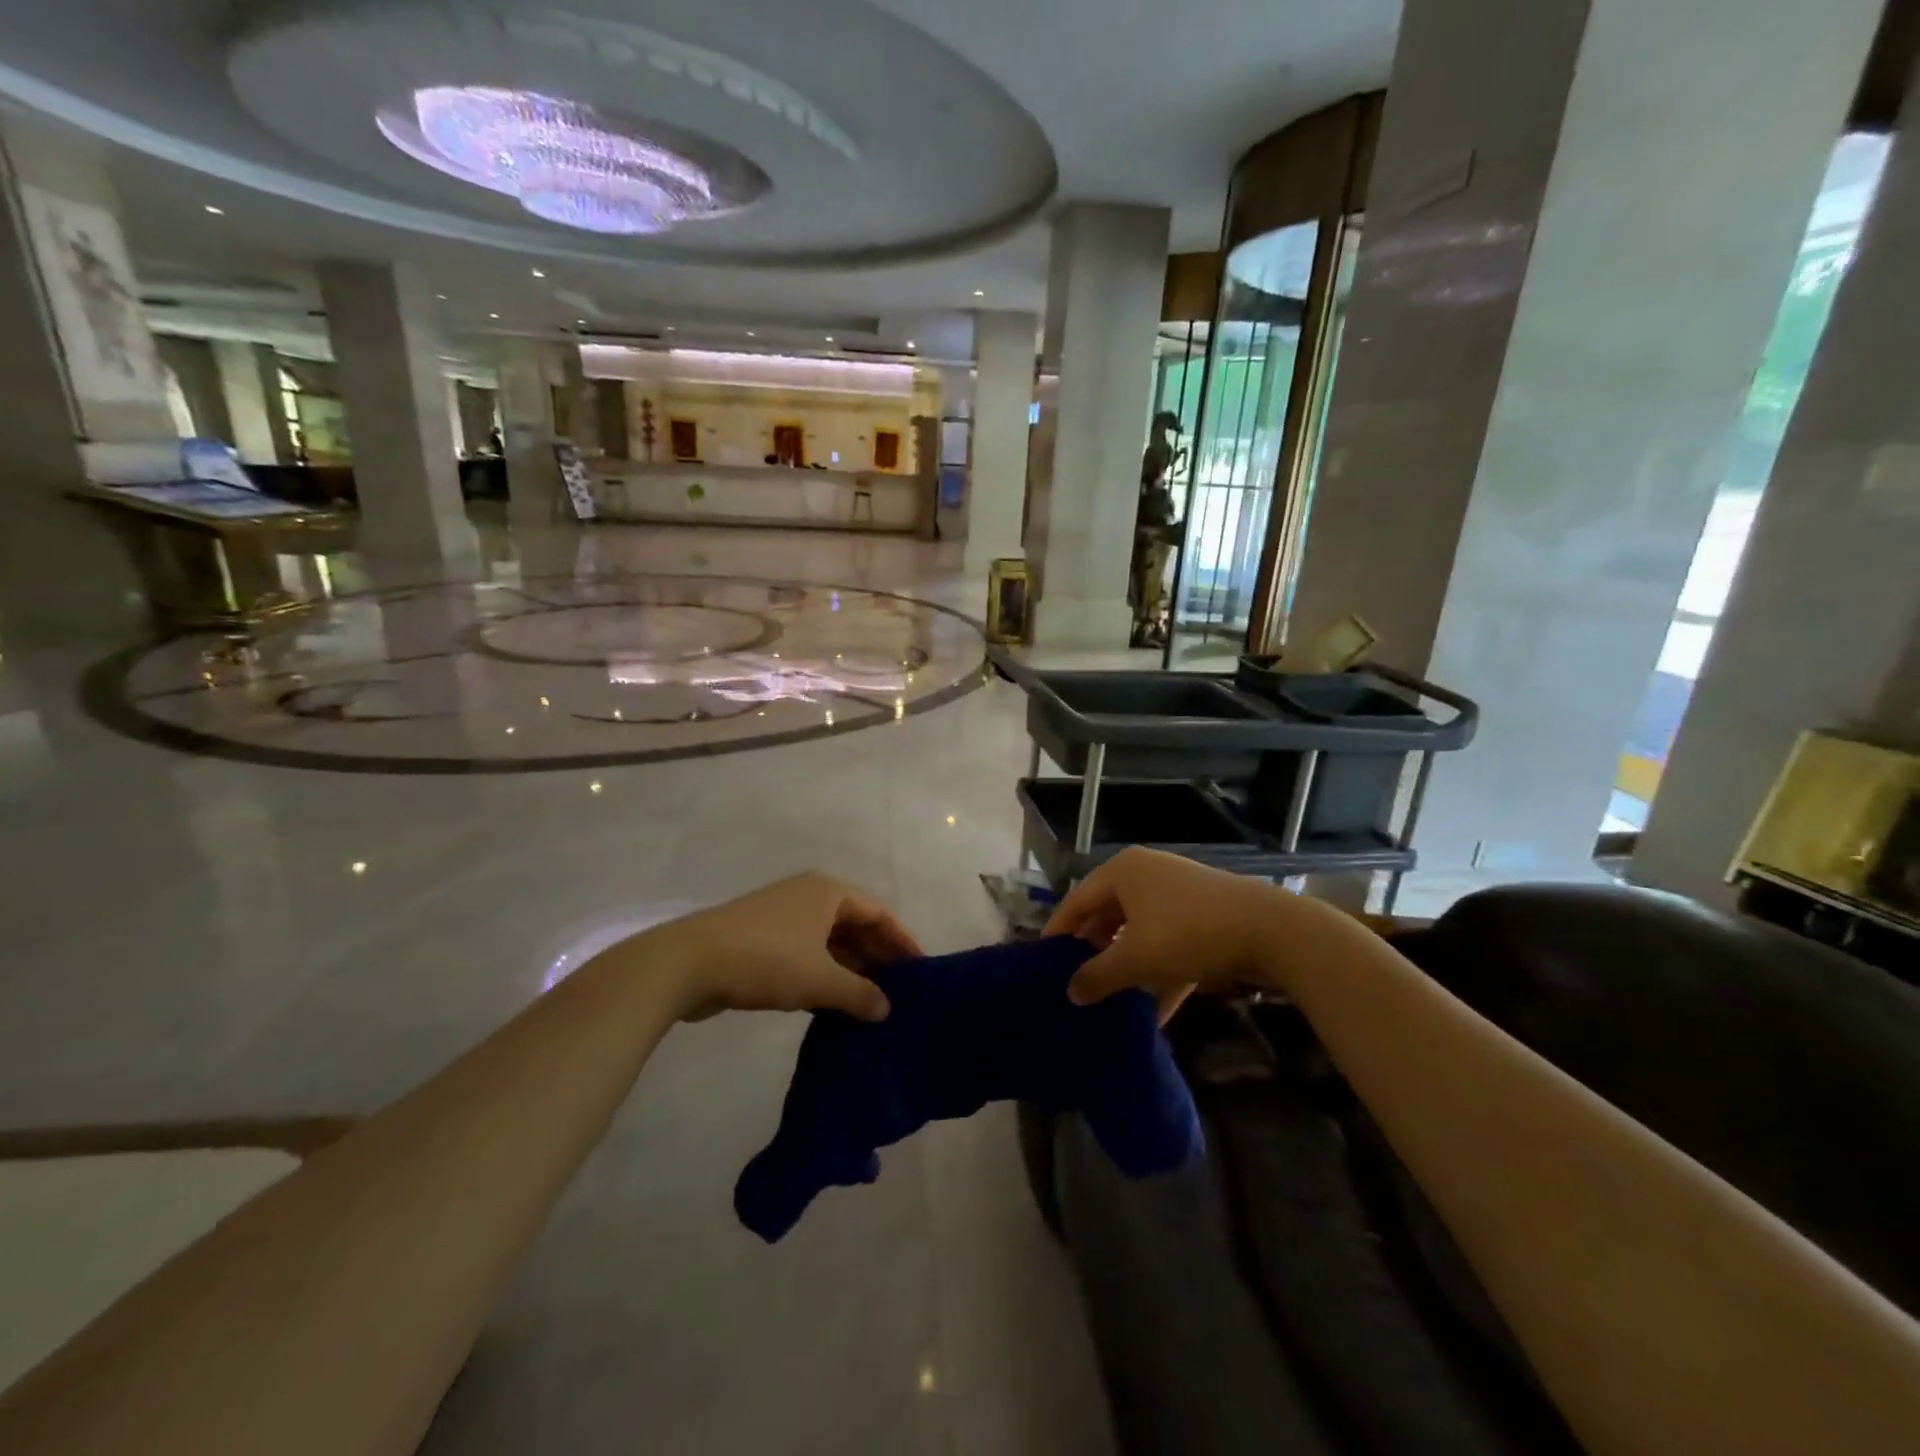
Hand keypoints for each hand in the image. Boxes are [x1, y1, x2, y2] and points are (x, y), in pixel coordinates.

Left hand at [634, 873, 920, 1022]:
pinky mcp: (760, 940)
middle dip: (876, 957)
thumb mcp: (820, 979)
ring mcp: (782, 917)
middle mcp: (808, 897)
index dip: (901, 940)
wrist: (688, 964)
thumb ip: (859, 993)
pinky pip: (805, 954)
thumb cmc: (766, 959)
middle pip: (854, 925)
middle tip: (899, 991)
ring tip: (871, 1003)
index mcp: (828, 892)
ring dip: (849, 970)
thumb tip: (887, 1009)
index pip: (878, 913)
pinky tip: (832, 1005)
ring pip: (828, 942)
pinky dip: (822, 975)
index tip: (920, 969)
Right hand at [1045, 848, 1354, 1008]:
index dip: (1058, 933)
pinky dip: (1160, 971)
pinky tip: (1157, 1012)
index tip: (1043, 963)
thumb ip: (1098, 976)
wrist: (1271, 930)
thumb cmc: (1188, 934)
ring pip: (1139, 930)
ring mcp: (1177, 892)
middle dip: (1094, 951)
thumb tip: (1070, 992)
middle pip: (1107, 915)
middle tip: (1076, 983)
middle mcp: (1146, 874)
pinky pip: (1168, 942)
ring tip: (1111, 999)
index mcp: (1122, 872)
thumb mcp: (1136, 959)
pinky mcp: (1203, 913)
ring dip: (1127, 965)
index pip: (1076, 901)